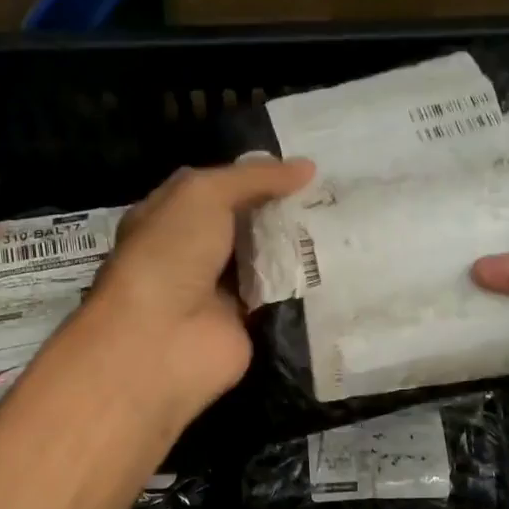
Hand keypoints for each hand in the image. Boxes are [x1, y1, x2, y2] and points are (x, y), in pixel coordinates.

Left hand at [79, 158, 316, 424]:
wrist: (161, 340)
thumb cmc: (169, 254)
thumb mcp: (203, 194)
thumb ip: (252, 178)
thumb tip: (307, 168)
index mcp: (172, 218)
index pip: (220, 189)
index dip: (259, 177)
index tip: (306, 169)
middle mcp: (194, 254)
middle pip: (247, 226)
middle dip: (285, 212)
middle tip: (337, 195)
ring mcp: (220, 293)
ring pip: (267, 262)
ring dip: (298, 247)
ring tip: (347, 224)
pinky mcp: (246, 327)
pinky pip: (279, 300)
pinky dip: (303, 288)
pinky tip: (339, 266)